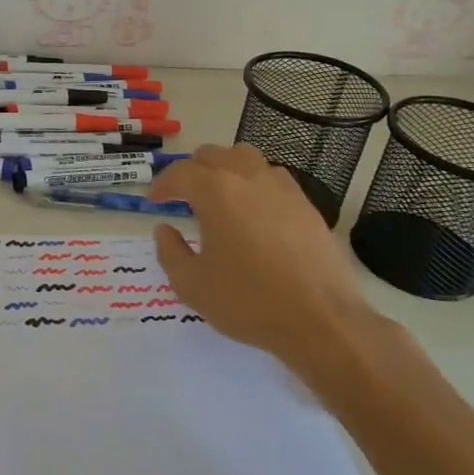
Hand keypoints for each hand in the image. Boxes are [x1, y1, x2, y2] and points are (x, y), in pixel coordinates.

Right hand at [149, 144, 393, 385]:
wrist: (320, 319)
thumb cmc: (248, 301)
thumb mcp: (191, 284)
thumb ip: (170, 251)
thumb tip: (165, 229)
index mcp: (215, 191)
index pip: (180, 174)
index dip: (161, 186)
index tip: (153, 202)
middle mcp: (248, 177)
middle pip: (212, 155)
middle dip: (191, 171)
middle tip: (182, 196)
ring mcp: (281, 187)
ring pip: (245, 157)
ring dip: (224, 169)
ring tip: (218, 195)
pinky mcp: (305, 203)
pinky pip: (272, 177)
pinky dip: (254, 183)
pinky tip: (253, 210)